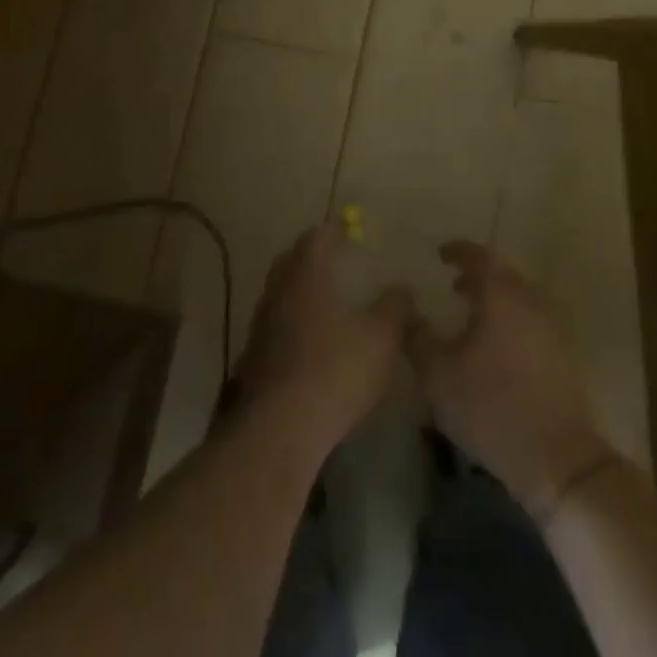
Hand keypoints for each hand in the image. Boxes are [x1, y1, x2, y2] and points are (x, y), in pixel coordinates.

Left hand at [236, 223, 415, 459]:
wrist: (280, 429)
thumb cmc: (334, 371)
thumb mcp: (380, 339)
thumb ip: (394, 309)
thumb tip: (402, 288)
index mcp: (305, 277)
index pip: (315, 239)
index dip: (331, 230)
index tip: (344, 226)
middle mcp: (277, 293)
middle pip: (289, 262)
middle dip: (308, 255)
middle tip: (329, 256)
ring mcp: (261, 327)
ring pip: (279, 295)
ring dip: (298, 291)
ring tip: (322, 299)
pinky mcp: (255, 360)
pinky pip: (275, 327)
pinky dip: (292, 324)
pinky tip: (309, 341)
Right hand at [409, 241, 612, 518]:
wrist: (558, 459)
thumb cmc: (491, 406)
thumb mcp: (438, 374)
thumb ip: (417, 336)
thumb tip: (405, 310)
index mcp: (500, 294)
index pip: (479, 256)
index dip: (458, 252)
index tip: (440, 254)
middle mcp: (529, 300)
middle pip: (503, 274)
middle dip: (477, 274)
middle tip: (454, 284)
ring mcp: (551, 327)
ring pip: (519, 297)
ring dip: (494, 298)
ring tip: (471, 313)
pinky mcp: (562, 355)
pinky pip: (530, 320)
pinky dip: (510, 319)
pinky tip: (494, 344)